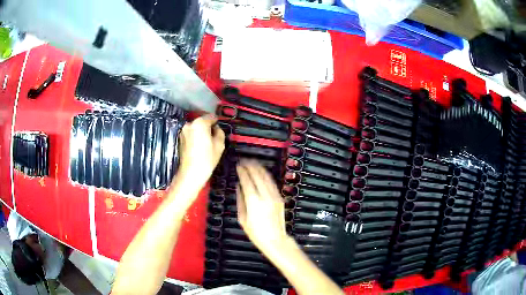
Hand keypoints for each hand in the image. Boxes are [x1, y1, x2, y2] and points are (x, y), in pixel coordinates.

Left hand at [176, 115, 224, 191]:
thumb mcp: (220, 144)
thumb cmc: (207, 159)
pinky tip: (200, 148)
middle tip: (214, 138)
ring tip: (207, 144)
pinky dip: (195, 138)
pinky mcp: (180, 139)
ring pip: (196, 128)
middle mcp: (189, 124)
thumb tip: (216, 129)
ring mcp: (183, 132)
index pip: (211, 117)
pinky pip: (191, 134)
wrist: (191, 173)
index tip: (219, 129)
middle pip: (202, 122)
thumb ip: (220, 132)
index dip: (217, 122)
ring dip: (201, 133)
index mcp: (200, 123)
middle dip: (208, 128)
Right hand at [236, 160, 287, 251]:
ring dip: (259, 168)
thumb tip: (239, 186)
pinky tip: (262, 172)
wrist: (275, 239)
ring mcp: (274, 196)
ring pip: (266, 177)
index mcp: (253, 201)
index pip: (247, 180)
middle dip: (250, 166)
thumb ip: (240, 200)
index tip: (238, 166)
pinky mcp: (279, 198)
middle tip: (244, 161)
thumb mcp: (242, 218)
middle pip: (257, 175)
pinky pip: (272, 183)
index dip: (242, 171)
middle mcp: (264, 196)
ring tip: (252, 163)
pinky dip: (266, 175)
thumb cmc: (256, 233)